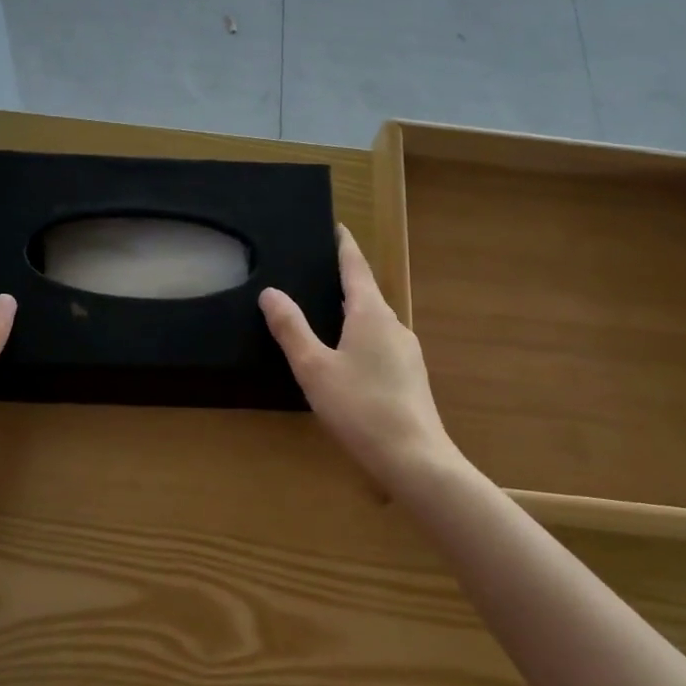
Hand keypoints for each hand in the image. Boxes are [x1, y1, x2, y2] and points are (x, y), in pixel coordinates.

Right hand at [260, 226, 464, 492]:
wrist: (415, 459)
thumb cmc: (360, 407)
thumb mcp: (314, 368)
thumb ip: (291, 329)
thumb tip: (271, 292)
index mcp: (371, 314)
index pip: (356, 268)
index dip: (344, 246)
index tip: (337, 227)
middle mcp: (394, 325)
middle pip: (367, 294)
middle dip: (345, 281)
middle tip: (318, 272)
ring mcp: (407, 352)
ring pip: (375, 322)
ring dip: (353, 312)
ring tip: (326, 315)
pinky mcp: (411, 377)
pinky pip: (382, 344)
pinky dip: (362, 337)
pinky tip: (348, 359)